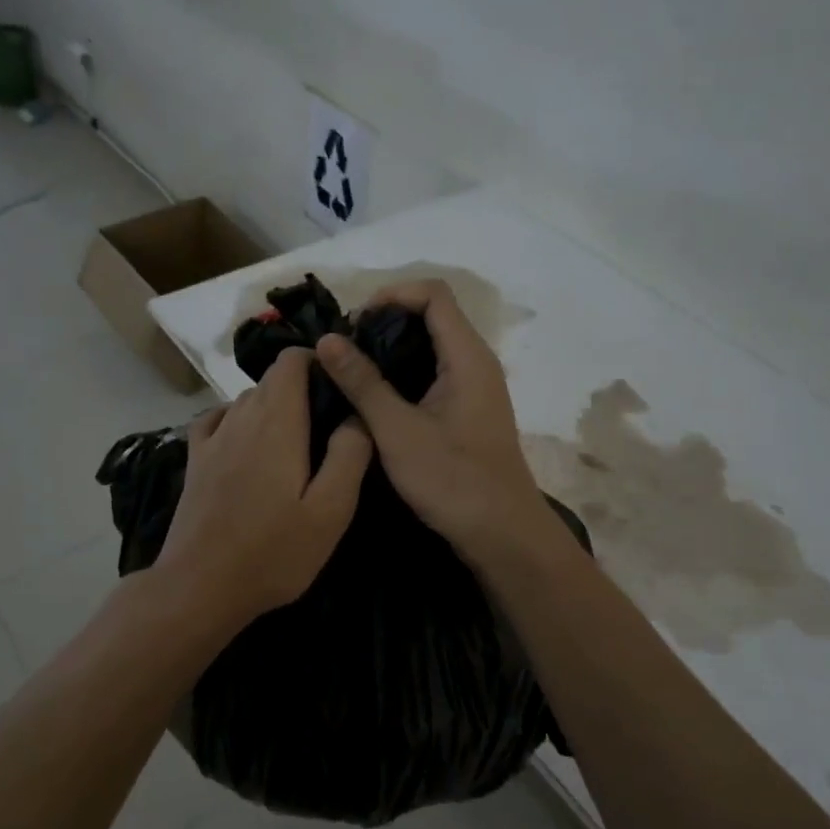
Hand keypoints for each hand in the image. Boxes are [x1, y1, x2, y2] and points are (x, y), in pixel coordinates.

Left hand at [151, 348, 372, 630]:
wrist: (200, 586)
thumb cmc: (274, 551)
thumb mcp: (331, 510)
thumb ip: (349, 455)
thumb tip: (357, 415)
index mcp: (277, 422)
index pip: (290, 361)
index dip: (317, 362)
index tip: (340, 387)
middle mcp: (241, 418)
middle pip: (271, 379)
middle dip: (301, 387)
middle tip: (328, 424)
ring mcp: (212, 439)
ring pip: (246, 399)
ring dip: (273, 406)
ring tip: (296, 440)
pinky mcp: (195, 462)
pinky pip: (217, 419)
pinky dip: (237, 419)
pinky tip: (247, 441)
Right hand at [315, 279, 557, 566]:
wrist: (502, 534)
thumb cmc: (453, 481)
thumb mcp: (397, 431)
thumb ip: (362, 383)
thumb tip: (327, 340)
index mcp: (467, 356)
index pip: (433, 294)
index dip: (391, 295)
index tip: (354, 323)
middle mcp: (475, 362)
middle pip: (432, 315)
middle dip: (385, 322)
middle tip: (344, 349)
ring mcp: (474, 387)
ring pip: (431, 346)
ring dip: (392, 350)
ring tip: (351, 371)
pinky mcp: (468, 410)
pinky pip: (434, 373)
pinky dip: (404, 374)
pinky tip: (375, 398)